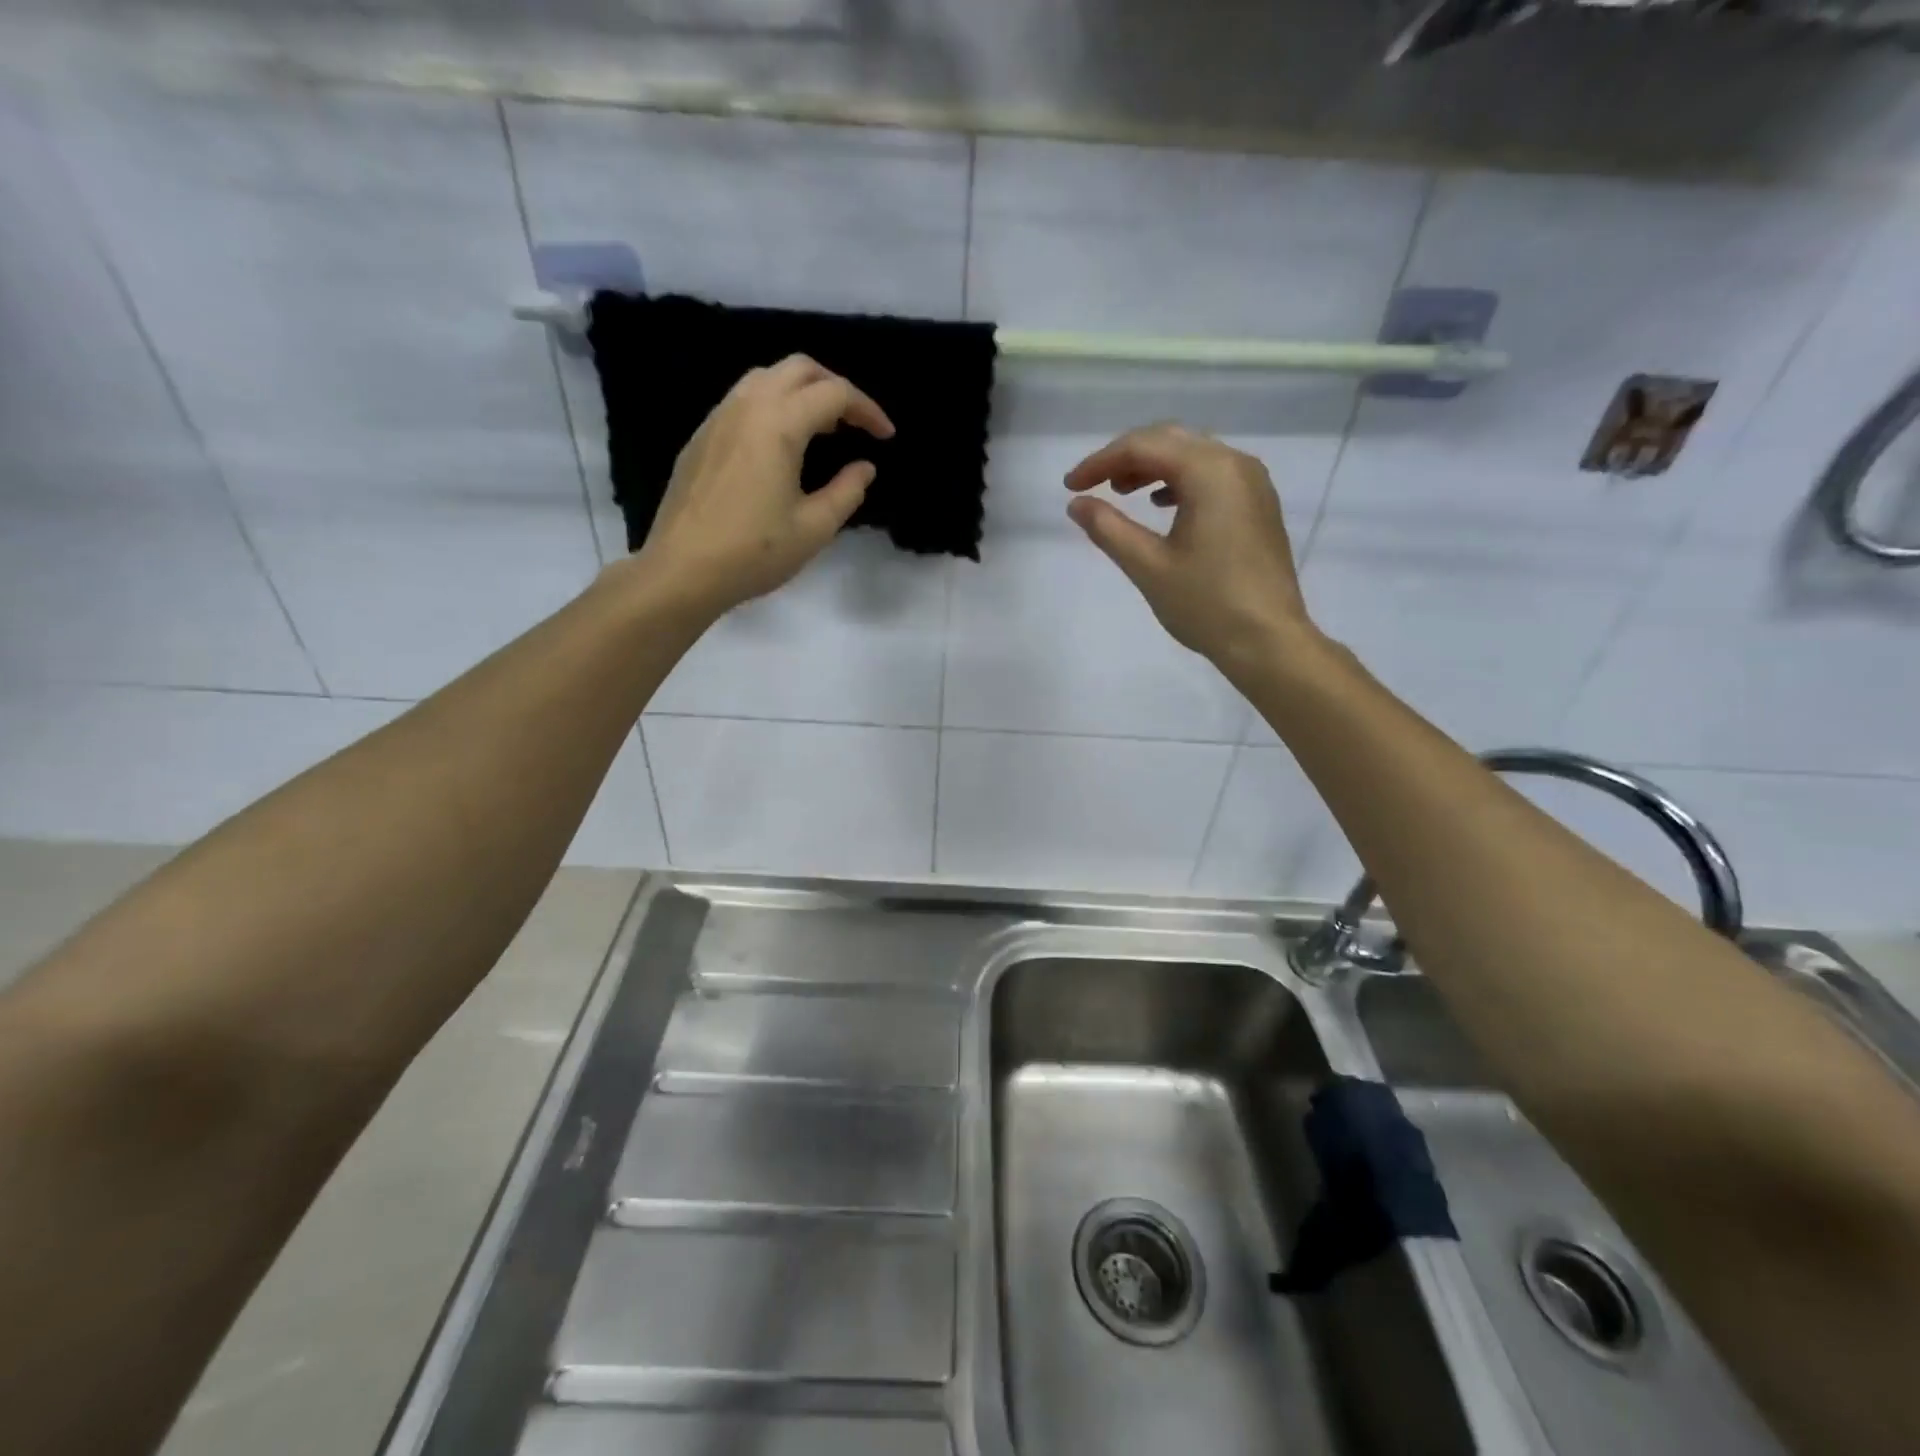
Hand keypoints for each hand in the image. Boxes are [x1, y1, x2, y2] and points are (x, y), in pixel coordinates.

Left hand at [634, 355, 894, 617]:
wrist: (682, 570)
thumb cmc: (754, 552)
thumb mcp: (814, 528)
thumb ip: (847, 491)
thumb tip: (864, 467)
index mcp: (779, 424)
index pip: (834, 394)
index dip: (868, 410)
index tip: (886, 437)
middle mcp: (747, 406)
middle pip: (799, 369)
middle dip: (835, 387)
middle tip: (855, 423)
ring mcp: (718, 417)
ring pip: (766, 377)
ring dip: (801, 391)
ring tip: (821, 428)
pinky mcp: (701, 437)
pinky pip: (743, 399)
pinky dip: (773, 405)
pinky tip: (781, 443)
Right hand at [1065, 423, 1316, 674]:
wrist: (1268, 640)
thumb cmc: (1206, 604)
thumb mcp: (1148, 567)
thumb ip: (1109, 528)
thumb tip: (1076, 504)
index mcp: (1209, 472)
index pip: (1143, 447)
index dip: (1100, 462)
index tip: (1070, 486)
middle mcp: (1235, 464)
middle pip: (1170, 440)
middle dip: (1126, 457)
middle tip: (1092, 485)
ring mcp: (1252, 483)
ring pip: (1193, 455)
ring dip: (1153, 466)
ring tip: (1121, 493)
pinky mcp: (1258, 504)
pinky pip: (1212, 474)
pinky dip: (1180, 480)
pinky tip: (1162, 504)